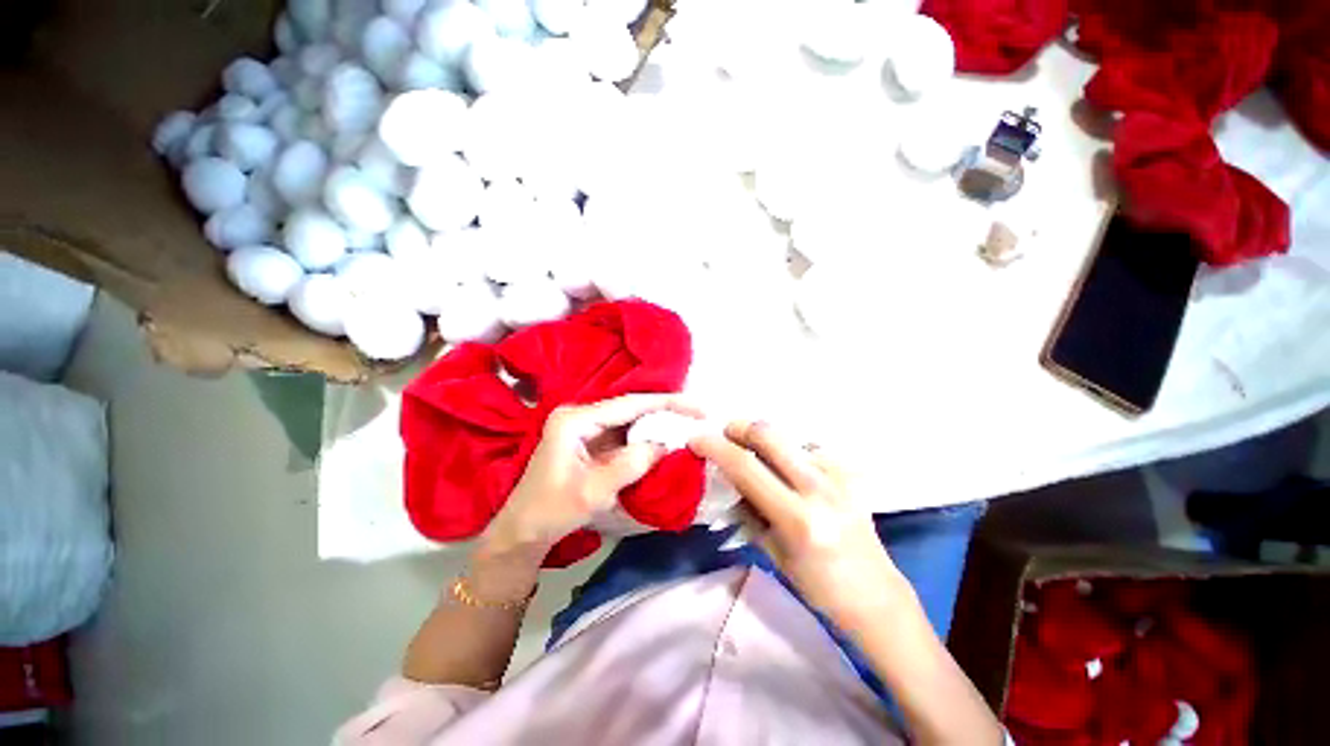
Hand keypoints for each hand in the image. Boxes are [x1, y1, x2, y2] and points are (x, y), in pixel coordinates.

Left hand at [479, 394, 700, 561]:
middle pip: (631, 408)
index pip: (628, 405)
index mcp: (576, 419)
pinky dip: (645, 438)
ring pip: (629, 421)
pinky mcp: (590, 443)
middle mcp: (581, 416)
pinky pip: (624, 435)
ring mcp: (586, 429)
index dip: (665, 403)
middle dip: (664, 410)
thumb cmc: (551, 511)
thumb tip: (664, 445)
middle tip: (697, 414)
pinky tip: (664, 440)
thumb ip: (631, 464)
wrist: (523, 532)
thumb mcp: (594, 491)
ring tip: (687, 424)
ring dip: (657, 423)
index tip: (696, 407)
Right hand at [690, 422, 910, 630]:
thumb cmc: (817, 586)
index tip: (696, 439)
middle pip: (769, 434)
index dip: (715, 447)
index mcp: (797, 518)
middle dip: (740, 427)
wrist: (875, 595)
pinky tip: (790, 470)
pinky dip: (790, 452)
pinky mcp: (850, 472)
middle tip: (726, 434)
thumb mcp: (772, 551)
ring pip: (789, 437)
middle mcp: (819, 489)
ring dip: (765, 441)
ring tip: (757, 457)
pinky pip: (810, 449)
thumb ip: (748, 510)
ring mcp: (839, 476)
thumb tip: (727, 479)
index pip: (745, 467)